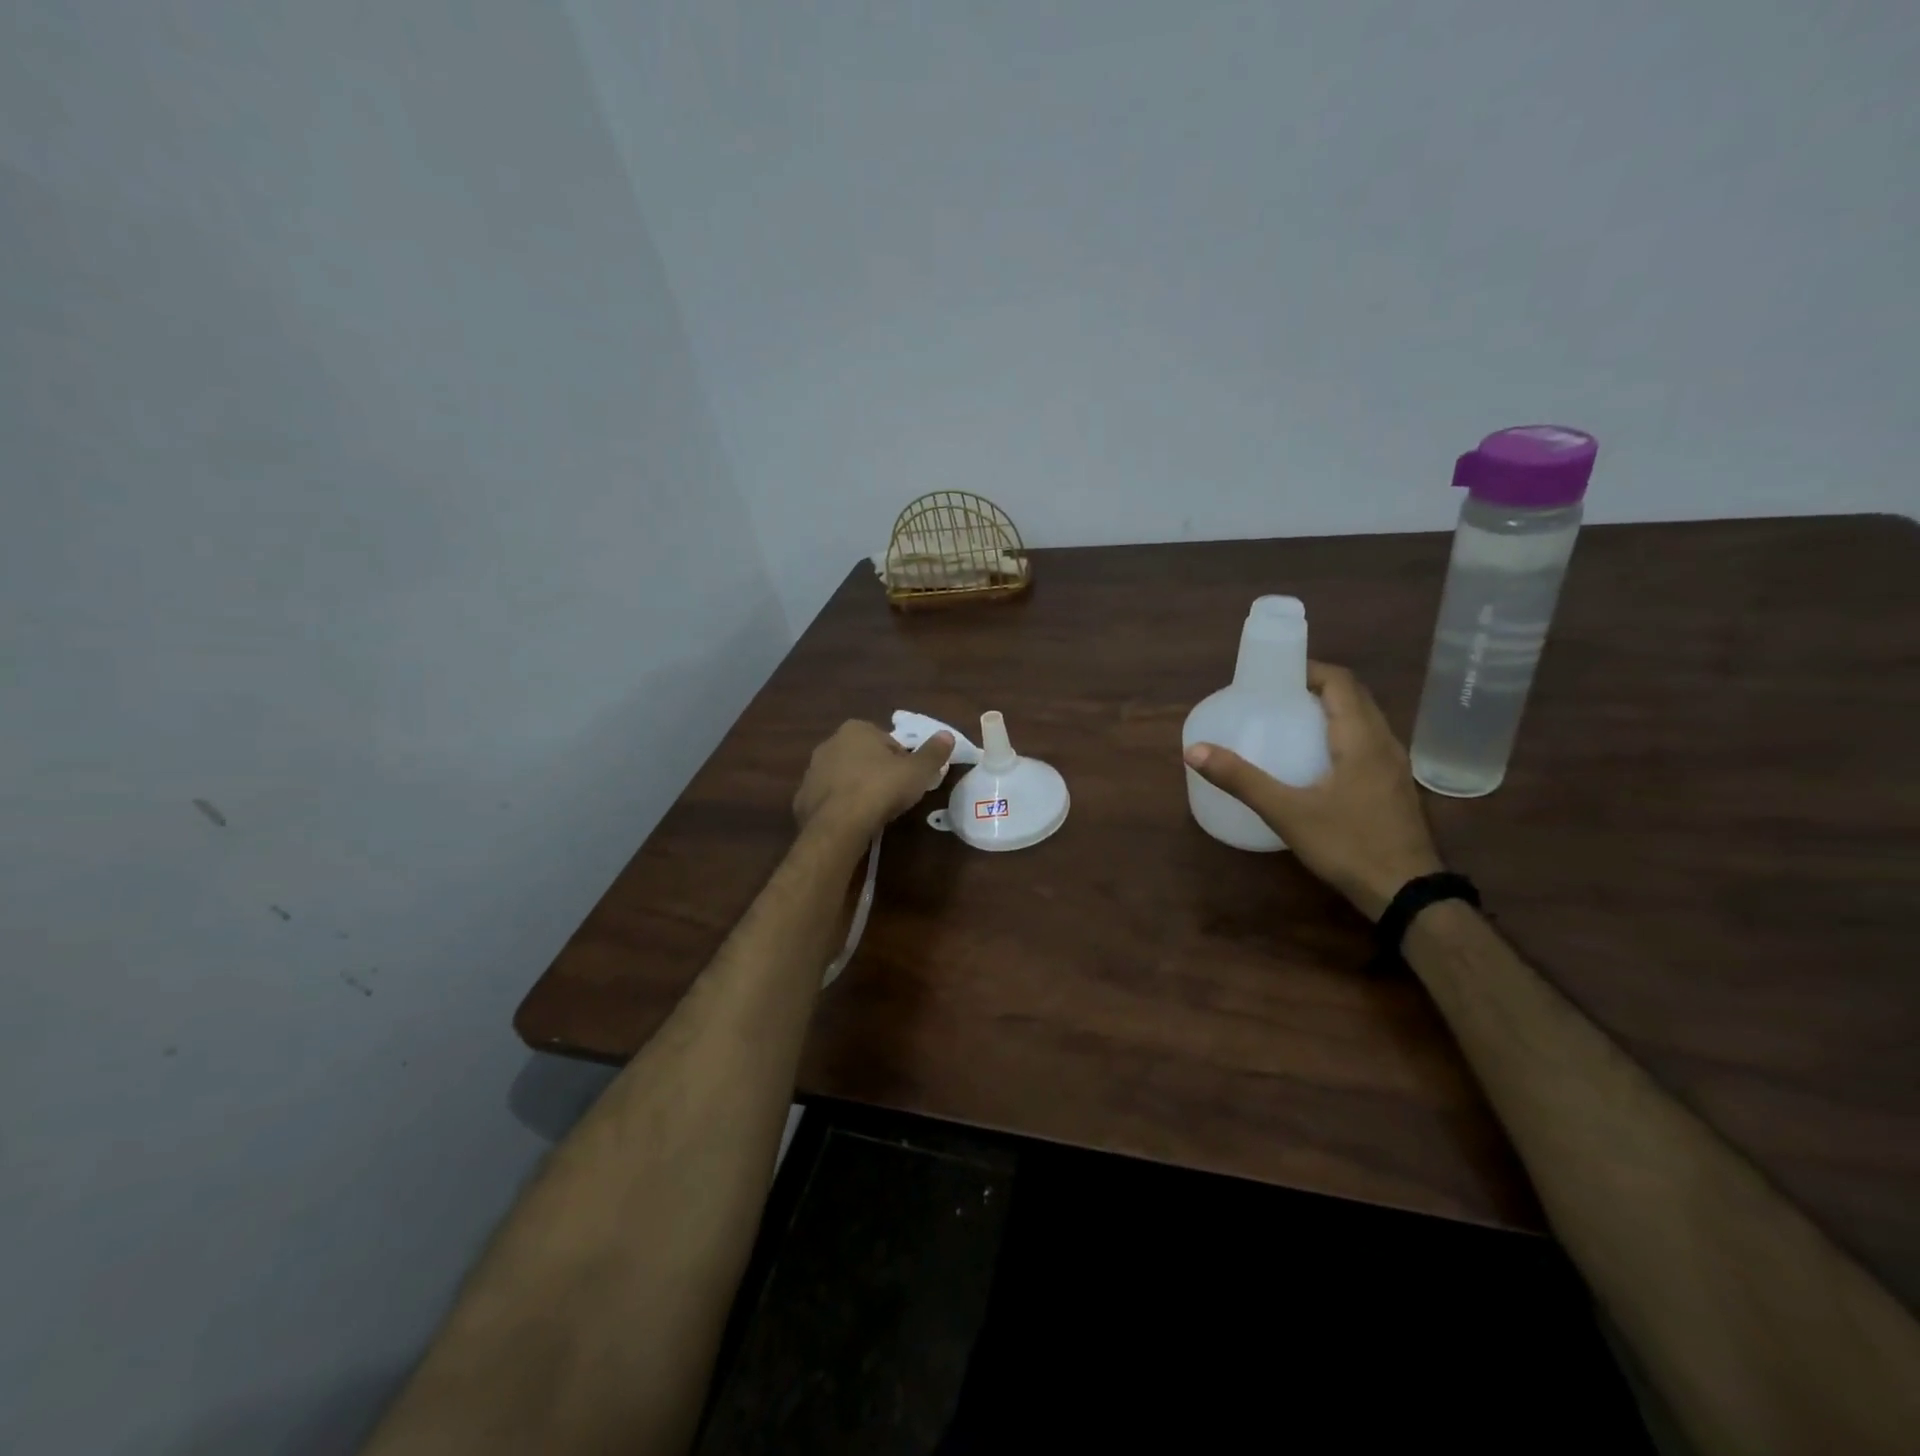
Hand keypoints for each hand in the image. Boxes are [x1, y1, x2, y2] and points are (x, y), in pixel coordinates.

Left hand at [793, 720, 954, 841]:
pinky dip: (840, 807)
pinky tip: (852, 822)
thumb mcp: (917, 771)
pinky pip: (829, 799)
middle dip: (878, 773)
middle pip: (864, 758)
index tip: (908, 781)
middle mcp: (830, 743)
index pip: (887, 742)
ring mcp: (812, 771)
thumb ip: (934, 752)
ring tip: (874, 812)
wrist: (838, 824)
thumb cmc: (881, 789)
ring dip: (858, 789)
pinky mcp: (802, 798)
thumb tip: (947, 735)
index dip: (902, 762)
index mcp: (856, 729)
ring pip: (844, 778)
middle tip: (893, 797)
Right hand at [1184, 662, 1442, 918]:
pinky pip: (1368, 743)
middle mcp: (1385, 743)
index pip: (1341, 682)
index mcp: (1362, 738)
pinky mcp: (1395, 788)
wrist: (1407, 894)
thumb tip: (1194, 751)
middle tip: (1275, 697)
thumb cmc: (1348, 845)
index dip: (1309, 670)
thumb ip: (1241, 780)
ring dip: (1331, 711)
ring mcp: (1395, 767)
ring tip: (1291, 723)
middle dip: (1316, 688)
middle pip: (1354, 697)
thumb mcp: (1287, 812)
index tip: (1274, 675)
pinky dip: (1342, 735)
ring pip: (1365, 721)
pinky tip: (1316, 761)